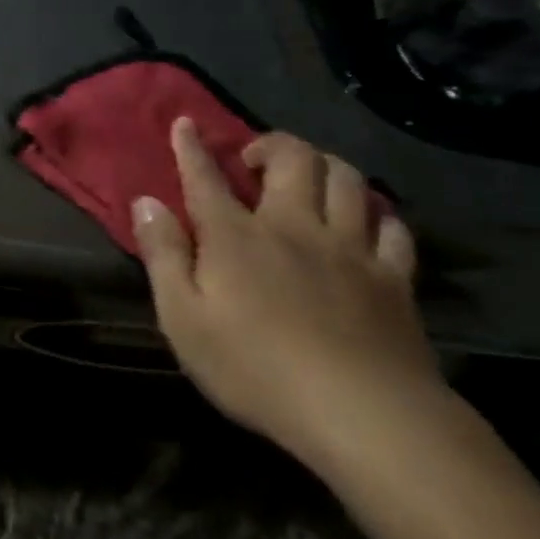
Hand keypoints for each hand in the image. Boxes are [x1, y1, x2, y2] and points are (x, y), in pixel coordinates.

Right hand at [131, 119, 439, 470]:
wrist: (362, 415)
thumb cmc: (255, 369)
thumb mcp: (183, 319)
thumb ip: (163, 255)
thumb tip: (146, 202)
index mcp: (236, 237)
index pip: (206, 178)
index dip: (192, 148)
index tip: (185, 123)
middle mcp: (294, 226)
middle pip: (293, 159)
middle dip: (271, 144)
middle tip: (255, 161)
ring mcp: (350, 249)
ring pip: (347, 180)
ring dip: (325, 166)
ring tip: (308, 179)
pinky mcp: (393, 278)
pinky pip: (391, 228)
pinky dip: (375, 216)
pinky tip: (365, 224)